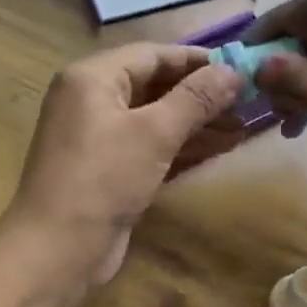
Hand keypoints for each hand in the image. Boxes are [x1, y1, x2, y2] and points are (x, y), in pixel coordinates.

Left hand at [0, 43, 245, 300]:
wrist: (57, 251)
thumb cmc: (102, 180)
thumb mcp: (153, 133)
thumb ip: (195, 99)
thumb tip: (233, 71)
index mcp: (92, 78)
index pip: (152, 55)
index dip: (198, 60)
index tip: (241, 67)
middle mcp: (91, 100)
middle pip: (154, 85)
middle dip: (201, 94)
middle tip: (249, 101)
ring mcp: (98, 138)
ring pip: (155, 119)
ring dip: (197, 122)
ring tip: (243, 126)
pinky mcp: (108, 170)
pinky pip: (150, 147)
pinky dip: (182, 146)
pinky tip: (220, 148)